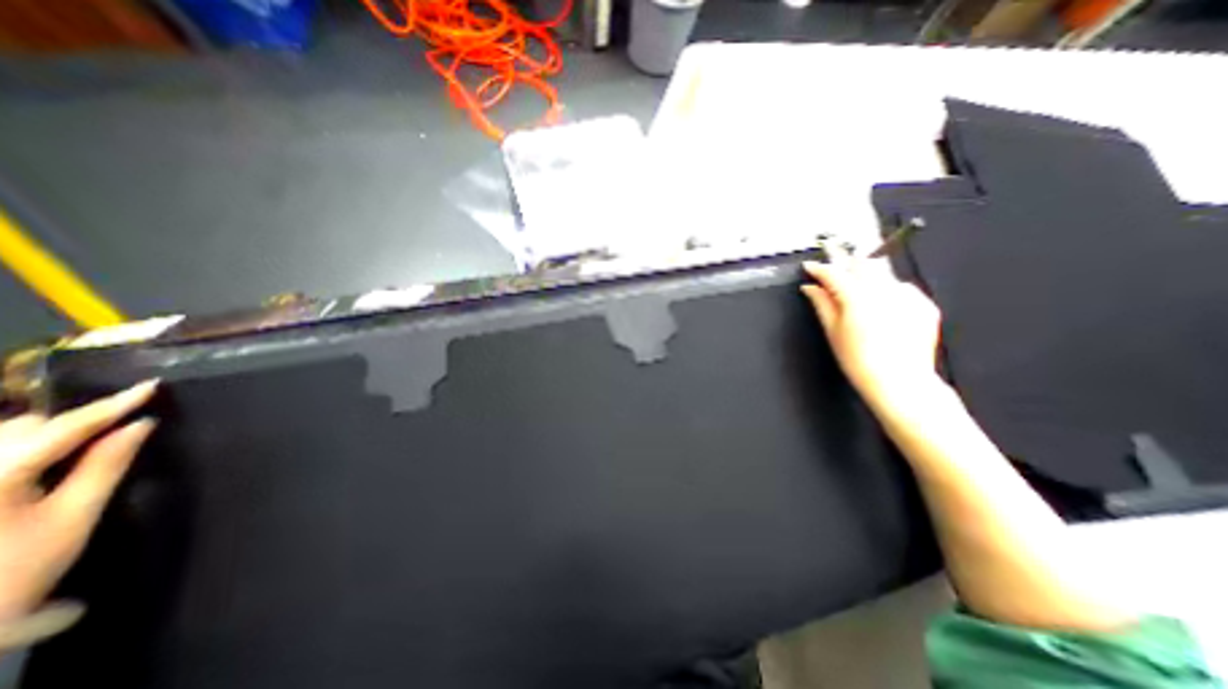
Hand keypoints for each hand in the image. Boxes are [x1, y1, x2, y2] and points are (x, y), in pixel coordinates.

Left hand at [0, 380, 155, 620]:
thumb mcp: (74, 515)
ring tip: (86, 438)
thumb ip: (107, 464)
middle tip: (120, 422)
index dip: (111, 405)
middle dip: (72, 421)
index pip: (63, 427)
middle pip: (20, 427)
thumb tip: (141, 424)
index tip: (152, 385)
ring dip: (44, 433)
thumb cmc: (17, 569)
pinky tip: (46, 457)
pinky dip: (21, 447)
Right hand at [804, 259, 943, 406]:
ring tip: (855, 292)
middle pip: (860, 264)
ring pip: (881, 272)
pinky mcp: (923, 304)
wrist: (900, 382)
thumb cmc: (860, 361)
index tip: (810, 268)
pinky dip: (887, 290)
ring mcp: (907, 295)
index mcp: (857, 297)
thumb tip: (810, 288)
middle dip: (844, 265)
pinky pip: (901, 287)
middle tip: (831, 275)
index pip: (833, 273)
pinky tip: (880, 308)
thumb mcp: (832, 332)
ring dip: (865, 275)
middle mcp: (884, 290)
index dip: (819, 268)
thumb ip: (821, 304)